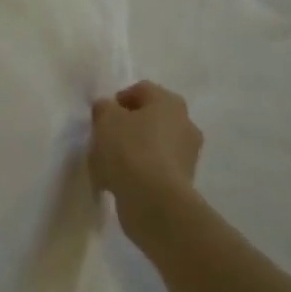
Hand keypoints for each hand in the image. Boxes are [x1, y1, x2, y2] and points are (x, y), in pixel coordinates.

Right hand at [89, 81, 202, 243]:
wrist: (154, 201)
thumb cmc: (129, 149)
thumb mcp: (105, 119)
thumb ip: (104, 108)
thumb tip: (109, 109)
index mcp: (169, 102)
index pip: (142, 90)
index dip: (119, 100)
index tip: (102, 116)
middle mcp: (185, 124)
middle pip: (150, 118)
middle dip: (129, 125)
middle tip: (106, 137)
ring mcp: (188, 155)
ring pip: (154, 144)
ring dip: (135, 150)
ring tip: (110, 163)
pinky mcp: (184, 183)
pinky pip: (156, 169)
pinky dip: (140, 171)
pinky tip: (120, 182)